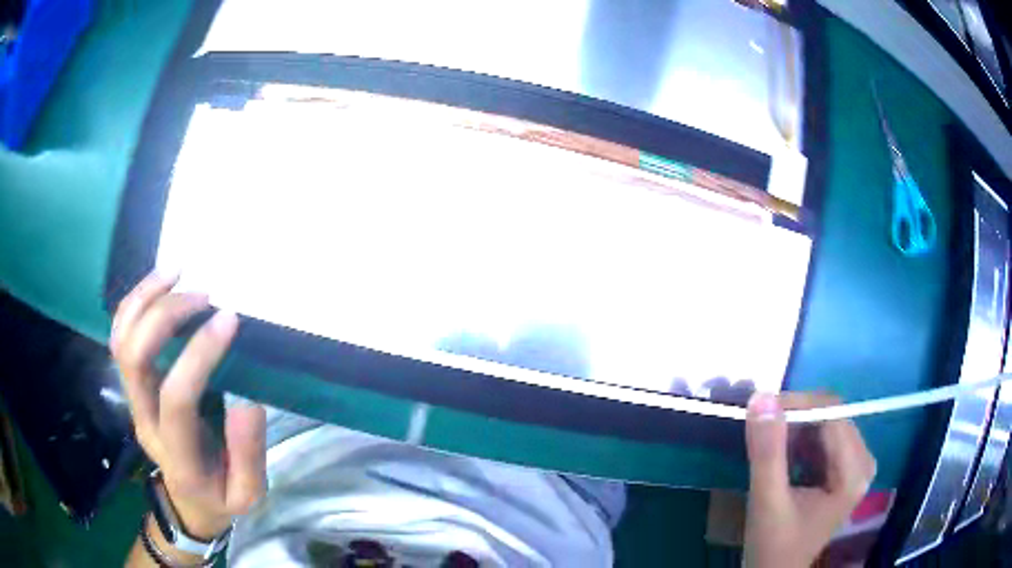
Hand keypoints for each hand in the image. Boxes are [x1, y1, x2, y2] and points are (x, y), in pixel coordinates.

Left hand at [112, 271, 266, 539]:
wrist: (187, 502)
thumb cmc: (219, 496)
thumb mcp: (248, 495)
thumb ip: (249, 454)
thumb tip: (247, 401)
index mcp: (177, 452)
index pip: (176, 397)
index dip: (198, 354)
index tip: (229, 319)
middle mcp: (144, 420)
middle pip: (135, 357)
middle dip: (165, 316)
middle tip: (203, 296)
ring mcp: (133, 400)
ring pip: (121, 340)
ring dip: (144, 300)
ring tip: (175, 272)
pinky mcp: (132, 386)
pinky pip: (120, 337)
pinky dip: (133, 304)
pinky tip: (157, 284)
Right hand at [743, 393, 876, 567]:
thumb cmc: (773, 545)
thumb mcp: (767, 501)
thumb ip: (767, 451)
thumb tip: (761, 396)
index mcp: (853, 473)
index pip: (832, 414)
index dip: (797, 404)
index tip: (760, 410)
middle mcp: (862, 462)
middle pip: (832, 415)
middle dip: (795, 417)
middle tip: (760, 429)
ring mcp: (855, 464)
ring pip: (826, 422)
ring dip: (795, 427)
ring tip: (768, 446)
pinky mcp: (844, 468)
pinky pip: (824, 436)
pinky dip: (799, 439)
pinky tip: (782, 456)